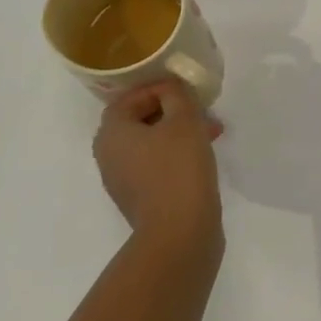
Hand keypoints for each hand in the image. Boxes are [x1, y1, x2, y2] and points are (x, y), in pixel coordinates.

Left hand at [95, 80, 223, 250]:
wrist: (179, 232)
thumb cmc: (178, 168)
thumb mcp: (184, 120)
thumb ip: (176, 95)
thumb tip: (170, 89)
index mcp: (112, 132)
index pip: (129, 98)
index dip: (159, 88)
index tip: (187, 89)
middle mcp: (109, 155)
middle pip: (140, 121)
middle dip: (173, 112)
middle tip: (203, 111)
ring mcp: (122, 180)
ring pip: (151, 144)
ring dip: (178, 134)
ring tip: (212, 134)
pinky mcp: (140, 199)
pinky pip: (156, 166)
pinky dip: (176, 156)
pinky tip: (202, 159)